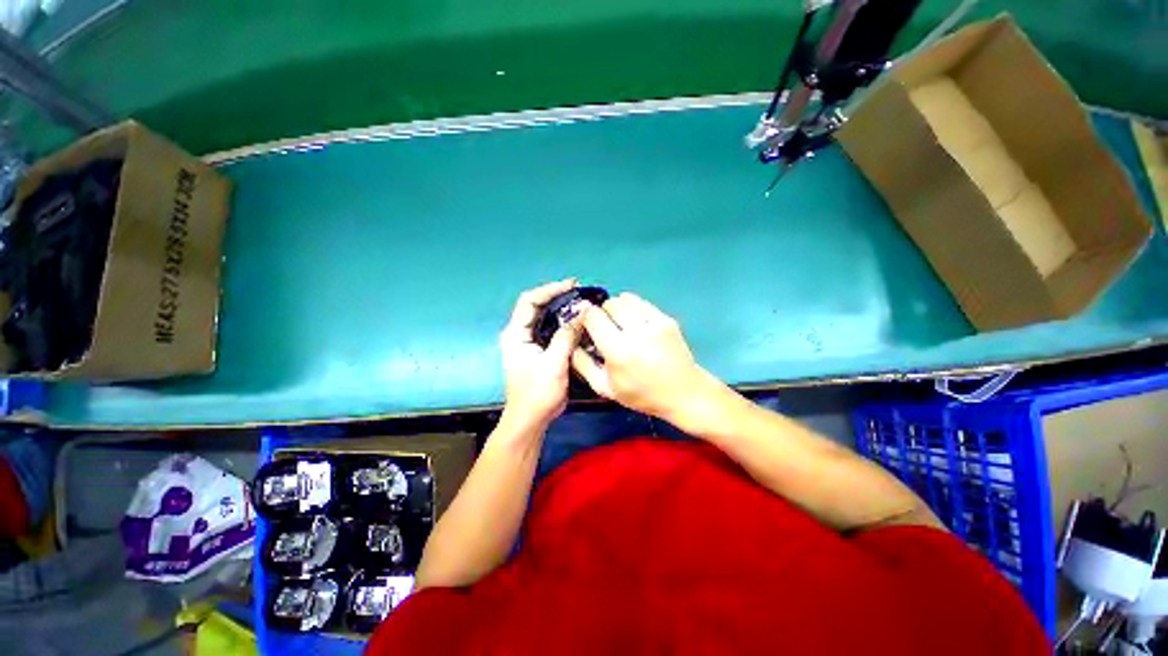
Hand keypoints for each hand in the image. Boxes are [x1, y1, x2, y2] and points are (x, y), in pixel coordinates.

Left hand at [498, 279, 582, 430]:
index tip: (572, 285)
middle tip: (581, 293)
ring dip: (562, 310)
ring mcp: (527, 343)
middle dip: (558, 297)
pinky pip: (550, 330)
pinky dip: (564, 324)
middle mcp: (518, 334)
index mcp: (515, 334)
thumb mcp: (554, 363)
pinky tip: (579, 324)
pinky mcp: (537, 352)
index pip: (529, 300)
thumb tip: (583, 311)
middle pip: (536, 306)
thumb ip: (567, 336)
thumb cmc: (537, 393)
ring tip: (582, 305)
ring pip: (544, 318)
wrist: (530, 420)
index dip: (550, 289)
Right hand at [572, 293, 715, 422]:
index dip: (585, 317)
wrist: (683, 393)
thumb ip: (583, 365)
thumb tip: (571, 343)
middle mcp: (636, 333)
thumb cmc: (641, 395)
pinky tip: (635, 323)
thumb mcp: (606, 388)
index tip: (585, 324)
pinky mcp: (667, 320)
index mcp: (618, 351)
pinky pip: (643, 303)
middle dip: (602, 312)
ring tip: (620, 323)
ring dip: (618, 308)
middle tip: (604, 327)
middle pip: (610, 304)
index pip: (593, 316)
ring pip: (626, 300)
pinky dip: (634, 308)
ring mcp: (654, 324)